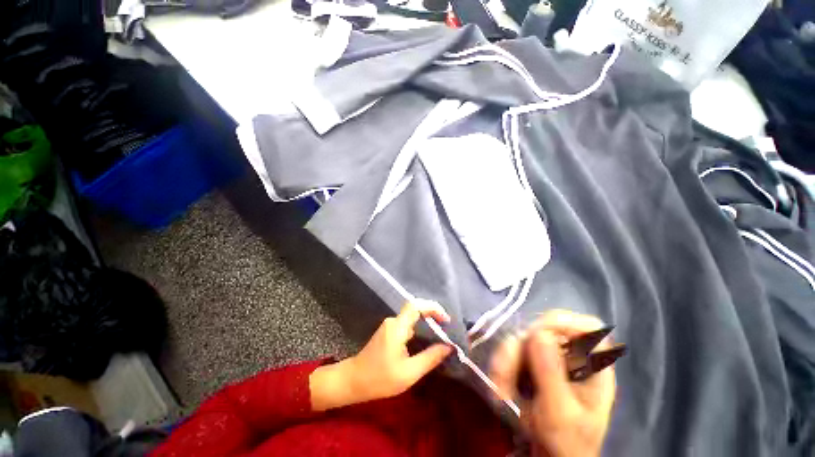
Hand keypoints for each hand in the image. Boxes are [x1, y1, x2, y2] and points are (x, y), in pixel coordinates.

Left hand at [311, 301, 452, 410]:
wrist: (353, 381)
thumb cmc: (379, 379)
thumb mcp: (408, 373)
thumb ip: (430, 358)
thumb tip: (449, 347)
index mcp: (397, 327)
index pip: (416, 305)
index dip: (432, 307)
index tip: (446, 320)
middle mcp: (393, 321)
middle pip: (415, 309)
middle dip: (432, 314)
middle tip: (446, 327)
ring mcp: (390, 326)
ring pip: (412, 317)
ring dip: (426, 322)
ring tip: (440, 334)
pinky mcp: (389, 332)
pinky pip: (407, 324)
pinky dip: (419, 328)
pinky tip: (426, 341)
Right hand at [490, 310, 615, 456]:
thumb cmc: (566, 443)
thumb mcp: (560, 414)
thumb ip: (551, 374)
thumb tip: (538, 334)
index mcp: (593, 368)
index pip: (587, 328)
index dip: (564, 322)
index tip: (538, 332)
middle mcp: (571, 357)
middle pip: (543, 331)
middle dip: (519, 349)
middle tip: (503, 371)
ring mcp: (550, 358)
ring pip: (522, 340)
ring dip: (506, 360)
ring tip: (499, 388)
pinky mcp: (532, 363)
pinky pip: (513, 352)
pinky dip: (503, 365)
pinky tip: (499, 386)